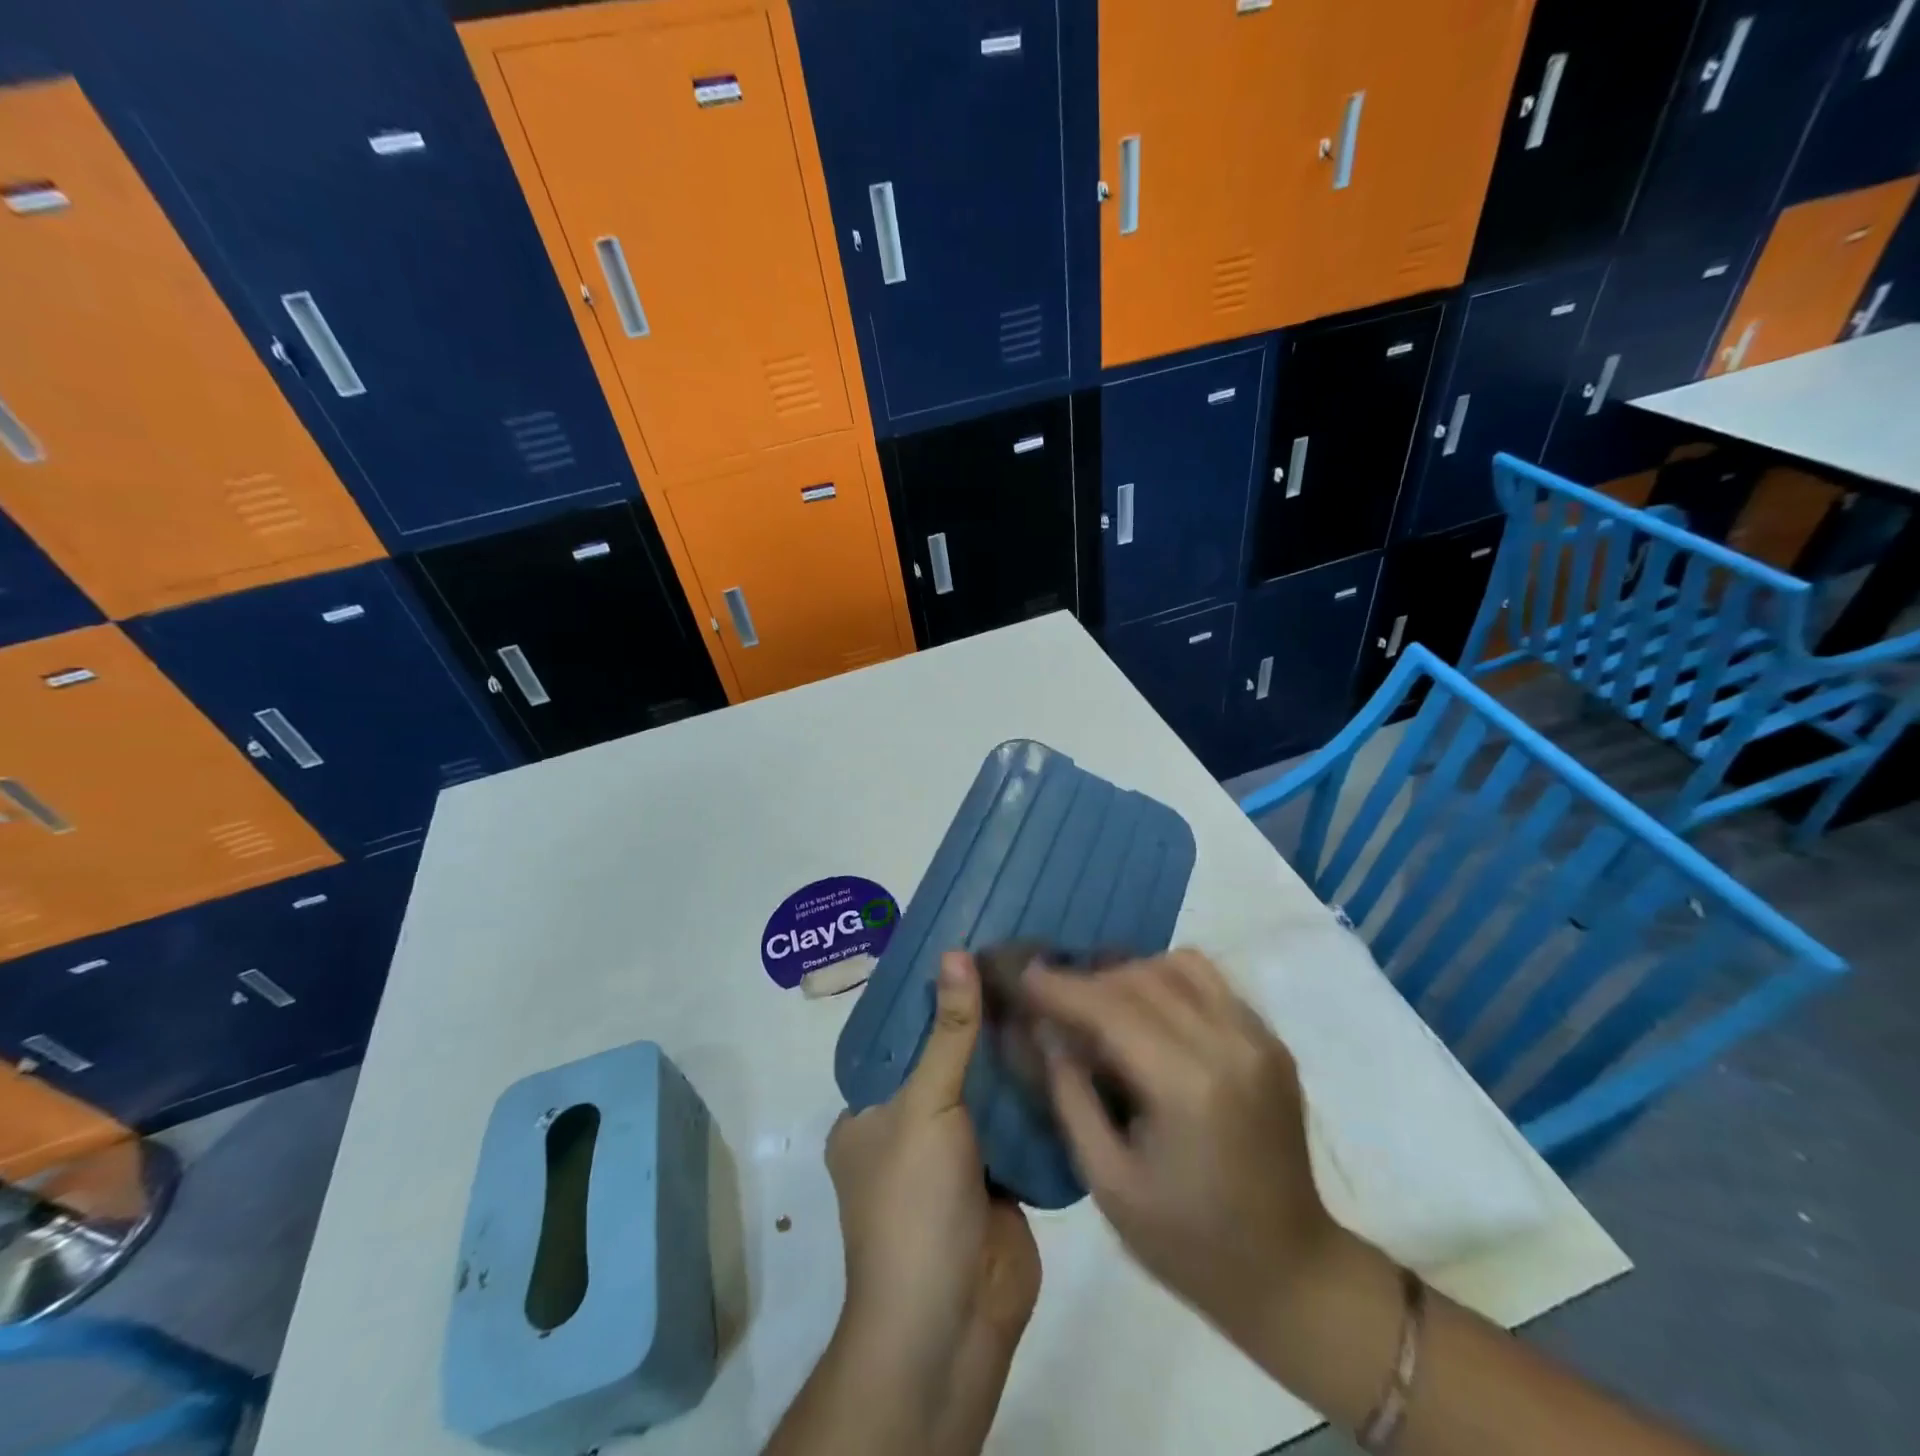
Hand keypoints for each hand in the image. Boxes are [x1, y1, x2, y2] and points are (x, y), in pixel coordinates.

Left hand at [825, 951, 1039, 1399]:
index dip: (938, 997)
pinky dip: (1042, 1095)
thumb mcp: (924, 1104)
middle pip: (951, 1060)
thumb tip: (956, 951)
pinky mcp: (1003, 1179)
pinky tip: (1073, 1047)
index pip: (904, 1037)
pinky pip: (1022, 1124)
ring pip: (990, 1092)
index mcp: (871, 1114)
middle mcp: (911, 1130)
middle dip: (985, 1023)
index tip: (977, 948)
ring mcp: (959, 1157)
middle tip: (1029, 962)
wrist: (953, 1324)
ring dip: (1018, 1057)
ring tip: (1057, 990)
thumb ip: (949, 1031)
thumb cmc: (914, 1203)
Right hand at [1023, 950, 1335, 1350]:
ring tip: (1101, 1002)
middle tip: (1054, 997)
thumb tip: (1044, 1029)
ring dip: (1131, 973)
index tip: (1023, 974)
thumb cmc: (1189, 1242)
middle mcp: (1229, 1044)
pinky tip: (1148, 1012)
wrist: (1292, 1273)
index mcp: (1189, 1087)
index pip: (1111, 1009)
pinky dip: (1168, 981)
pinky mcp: (1271, 1039)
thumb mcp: (1109, 1182)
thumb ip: (1071, 1094)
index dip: (1061, 988)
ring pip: (1179, 965)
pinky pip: (1210, 981)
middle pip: (1142, 977)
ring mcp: (1257, 1037)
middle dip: (1089, 980)